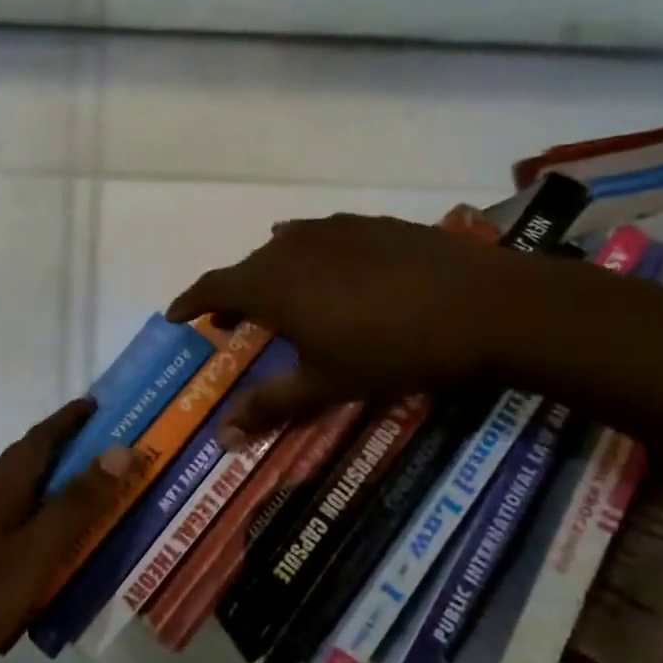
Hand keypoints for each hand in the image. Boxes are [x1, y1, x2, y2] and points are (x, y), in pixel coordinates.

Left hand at [0, 399, 130, 662]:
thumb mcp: (35, 551)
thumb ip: (77, 504)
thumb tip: (119, 449)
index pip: (39, 439)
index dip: (69, 419)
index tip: (98, 404)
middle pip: (29, 467)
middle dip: (68, 455)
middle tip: (112, 458)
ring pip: (23, 504)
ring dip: (57, 498)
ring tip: (95, 506)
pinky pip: (15, 538)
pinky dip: (42, 537)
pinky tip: (59, 562)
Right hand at [168, 212, 530, 439]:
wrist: (486, 306)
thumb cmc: (394, 350)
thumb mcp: (328, 384)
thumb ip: (271, 405)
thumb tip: (222, 438)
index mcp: (272, 283)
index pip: (213, 286)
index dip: (190, 301)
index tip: (176, 316)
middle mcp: (292, 246)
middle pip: (247, 267)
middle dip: (233, 295)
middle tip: (232, 323)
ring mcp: (334, 229)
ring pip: (283, 250)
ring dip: (271, 275)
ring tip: (282, 301)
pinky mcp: (371, 224)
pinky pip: (321, 237)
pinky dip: (309, 258)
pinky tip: (334, 276)